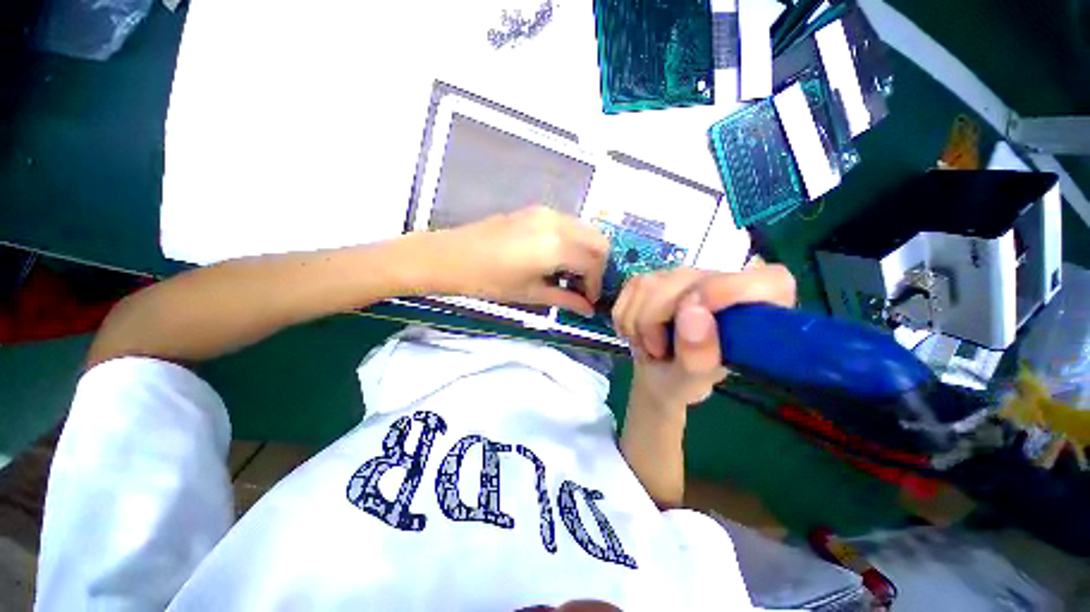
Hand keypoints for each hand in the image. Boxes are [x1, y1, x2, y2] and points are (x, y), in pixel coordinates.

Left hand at [437, 205, 608, 315]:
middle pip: (598, 240)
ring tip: (572, 274)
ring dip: (586, 251)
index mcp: (557, 247)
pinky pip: (568, 224)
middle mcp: (558, 223)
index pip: (593, 263)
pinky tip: (558, 258)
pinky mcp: (536, 210)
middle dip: (599, 265)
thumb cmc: (490, 281)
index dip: (597, 284)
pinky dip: (573, 241)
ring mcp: (547, 212)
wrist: (452, 257)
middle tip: (586, 285)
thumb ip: (565, 300)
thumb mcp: (530, 294)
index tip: (590, 300)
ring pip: (585, 229)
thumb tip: (588, 309)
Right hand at [612, 260, 795, 409]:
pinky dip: (625, 318)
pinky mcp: (652, 275)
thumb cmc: (683, 380)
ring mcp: (684, 273)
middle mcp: (723, 279)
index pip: (767, 281)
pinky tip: (639, 333)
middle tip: (661, 351)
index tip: (696, 317)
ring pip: (649, 285)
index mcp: (756, 307)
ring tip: (652, 345)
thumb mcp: (693, 380)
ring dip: (638, 325)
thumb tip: (692, 313)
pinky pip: (629, 290)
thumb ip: (699, 354)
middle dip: (658, 321)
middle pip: (685, 281)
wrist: (656, 373)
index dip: (730, 291)